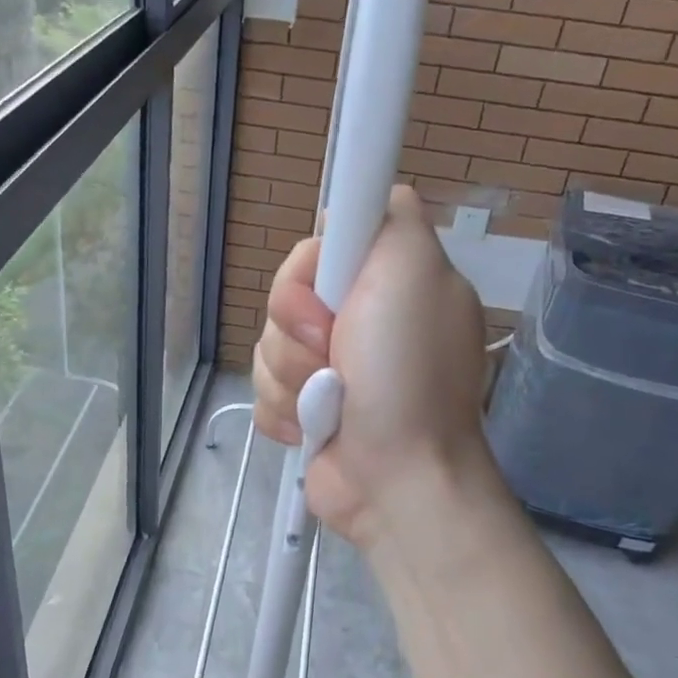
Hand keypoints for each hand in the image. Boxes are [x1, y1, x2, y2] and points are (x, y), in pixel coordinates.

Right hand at [254, 186, 490, 548]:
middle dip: (297, 331)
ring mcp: (328, 369)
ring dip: (292, 378)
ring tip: (328, 403)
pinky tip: (312, 428)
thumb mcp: (415, 270)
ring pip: (266, 346)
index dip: (308, 272)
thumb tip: (365, 199)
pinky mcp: (303, 409)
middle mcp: (356, 321)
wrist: (397, 478)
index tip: (329, 298)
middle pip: (283, 297)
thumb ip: (391, 216)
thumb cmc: (407, 375)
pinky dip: (284, 411)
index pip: (317, 249)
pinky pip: (262, 390)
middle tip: (334, 355)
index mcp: (385, 283)